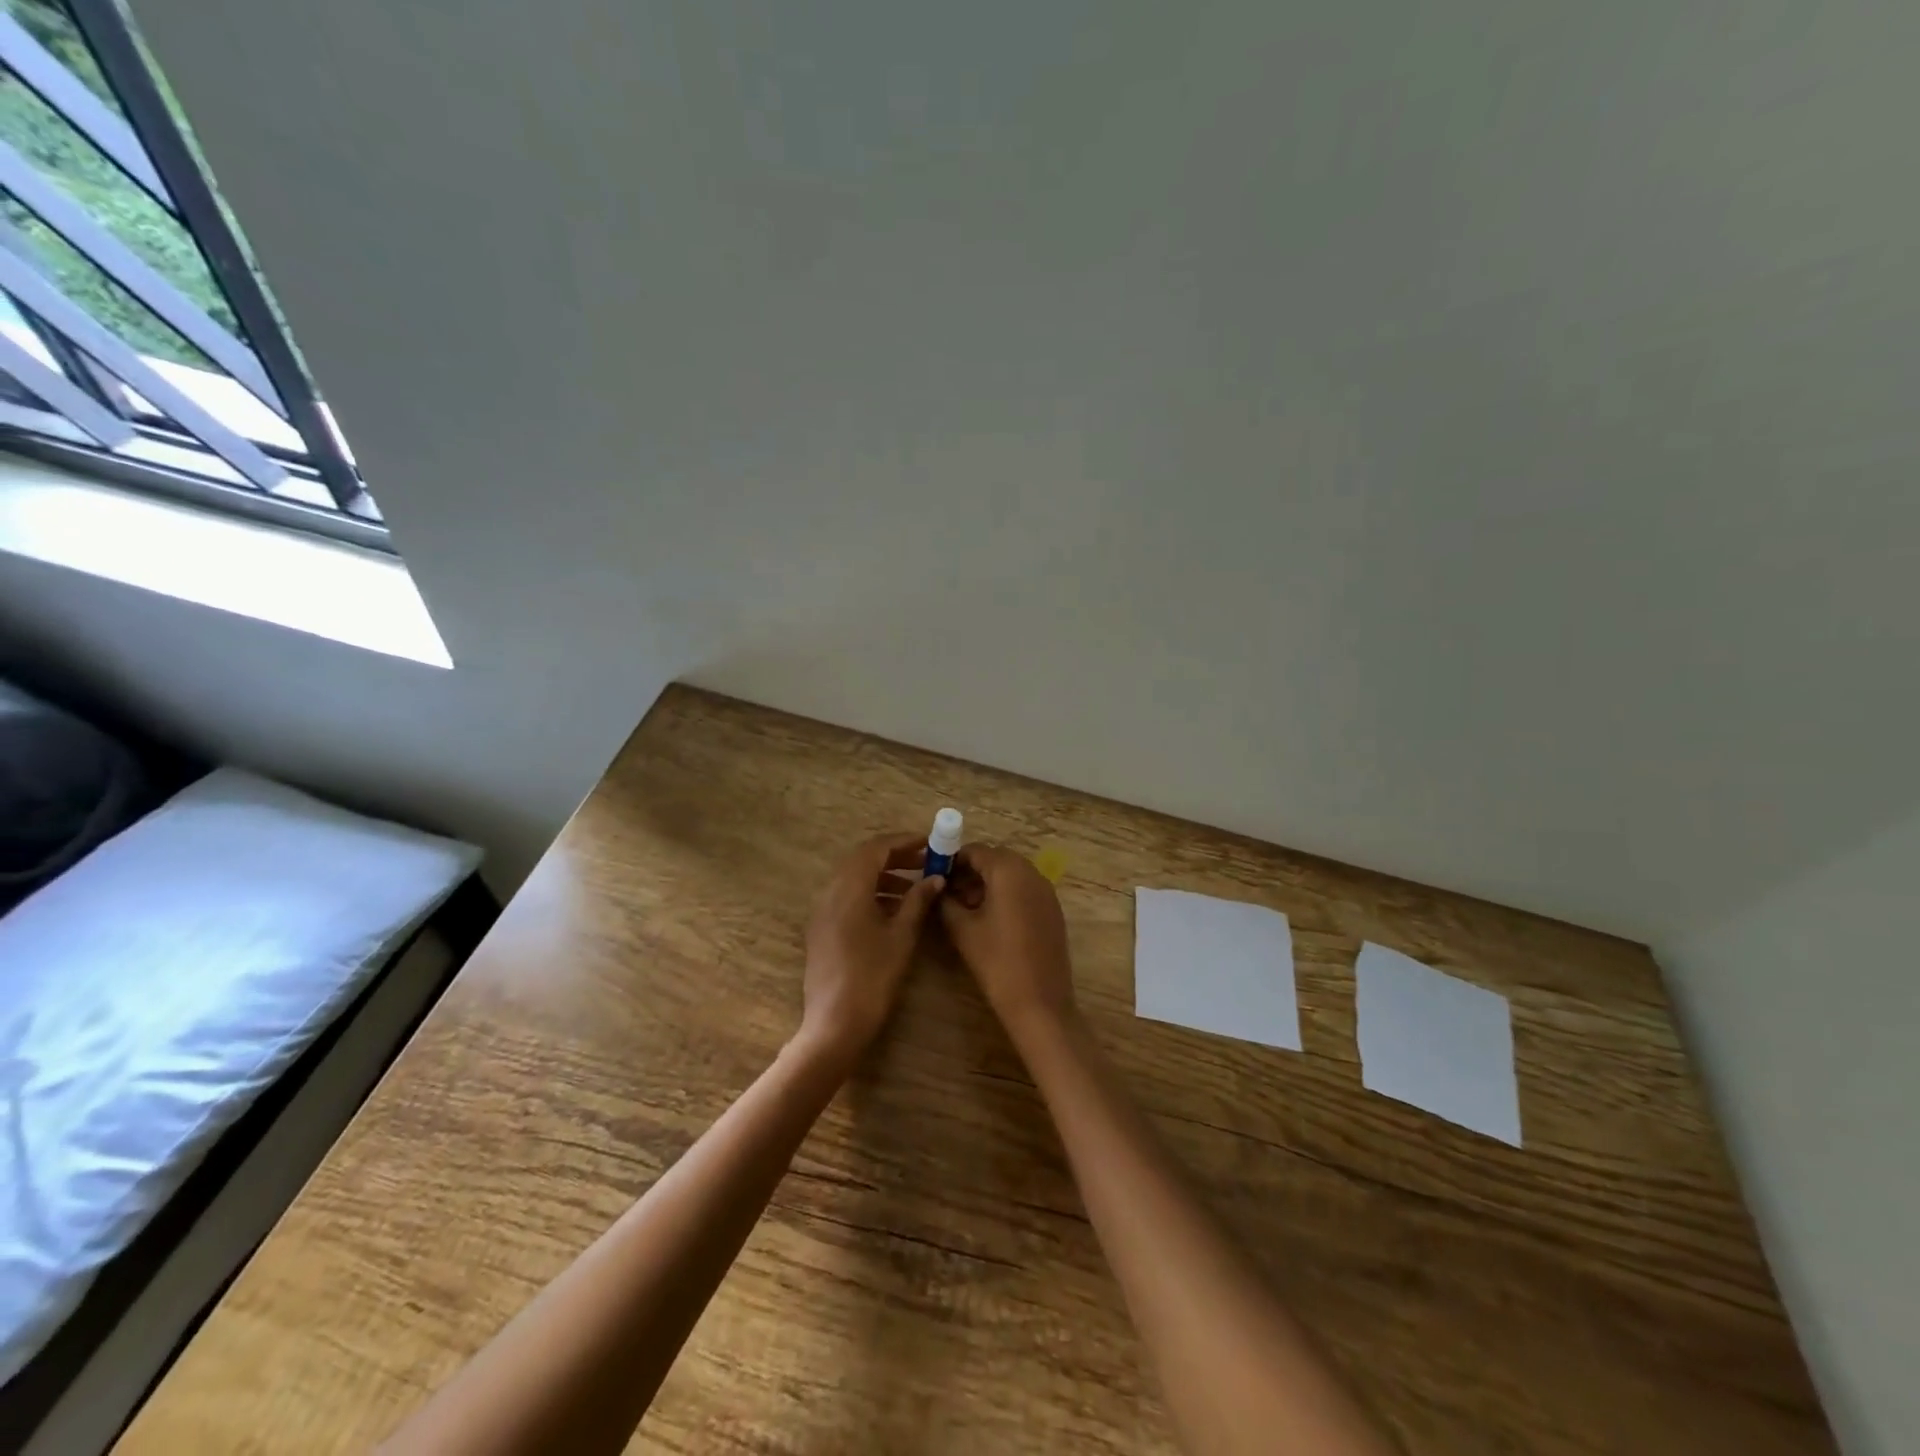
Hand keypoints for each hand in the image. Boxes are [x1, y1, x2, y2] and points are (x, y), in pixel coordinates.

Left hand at [797, 833, 944, 1068]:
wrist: (835, 1023)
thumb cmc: (873, 976)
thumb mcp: (902, 936)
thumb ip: (918, 902)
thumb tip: (935, 879)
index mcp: (849, 888)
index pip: (875, 848)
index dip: (903, 842)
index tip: (929, 843)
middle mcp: (830, 892)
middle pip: (862, 860)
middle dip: (895, 857)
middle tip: (925, 863)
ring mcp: (822, 912)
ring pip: (854, 880)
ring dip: (884, 877)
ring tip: (915, 888)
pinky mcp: (822, 930)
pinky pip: (847, 898)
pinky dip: (871, 894)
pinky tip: (894, 911)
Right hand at [939, 844, 1075, 1036]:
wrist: (1039, 1002)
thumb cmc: (996, 962)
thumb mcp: (962, 930)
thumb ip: (946, 902)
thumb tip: (937, 889)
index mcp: (1008, 871)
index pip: (975, 851)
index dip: (952, 860)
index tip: (935, 876)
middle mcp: (1031, 872)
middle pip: (995, 859)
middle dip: (970, 871)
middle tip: (948, 893)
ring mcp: (1046, 891)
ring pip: (1011, 874)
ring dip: (988, 883)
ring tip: (965, 908)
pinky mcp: (1053, 909)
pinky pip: (1025, 890)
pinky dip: (1006, 895)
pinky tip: (990, 920)